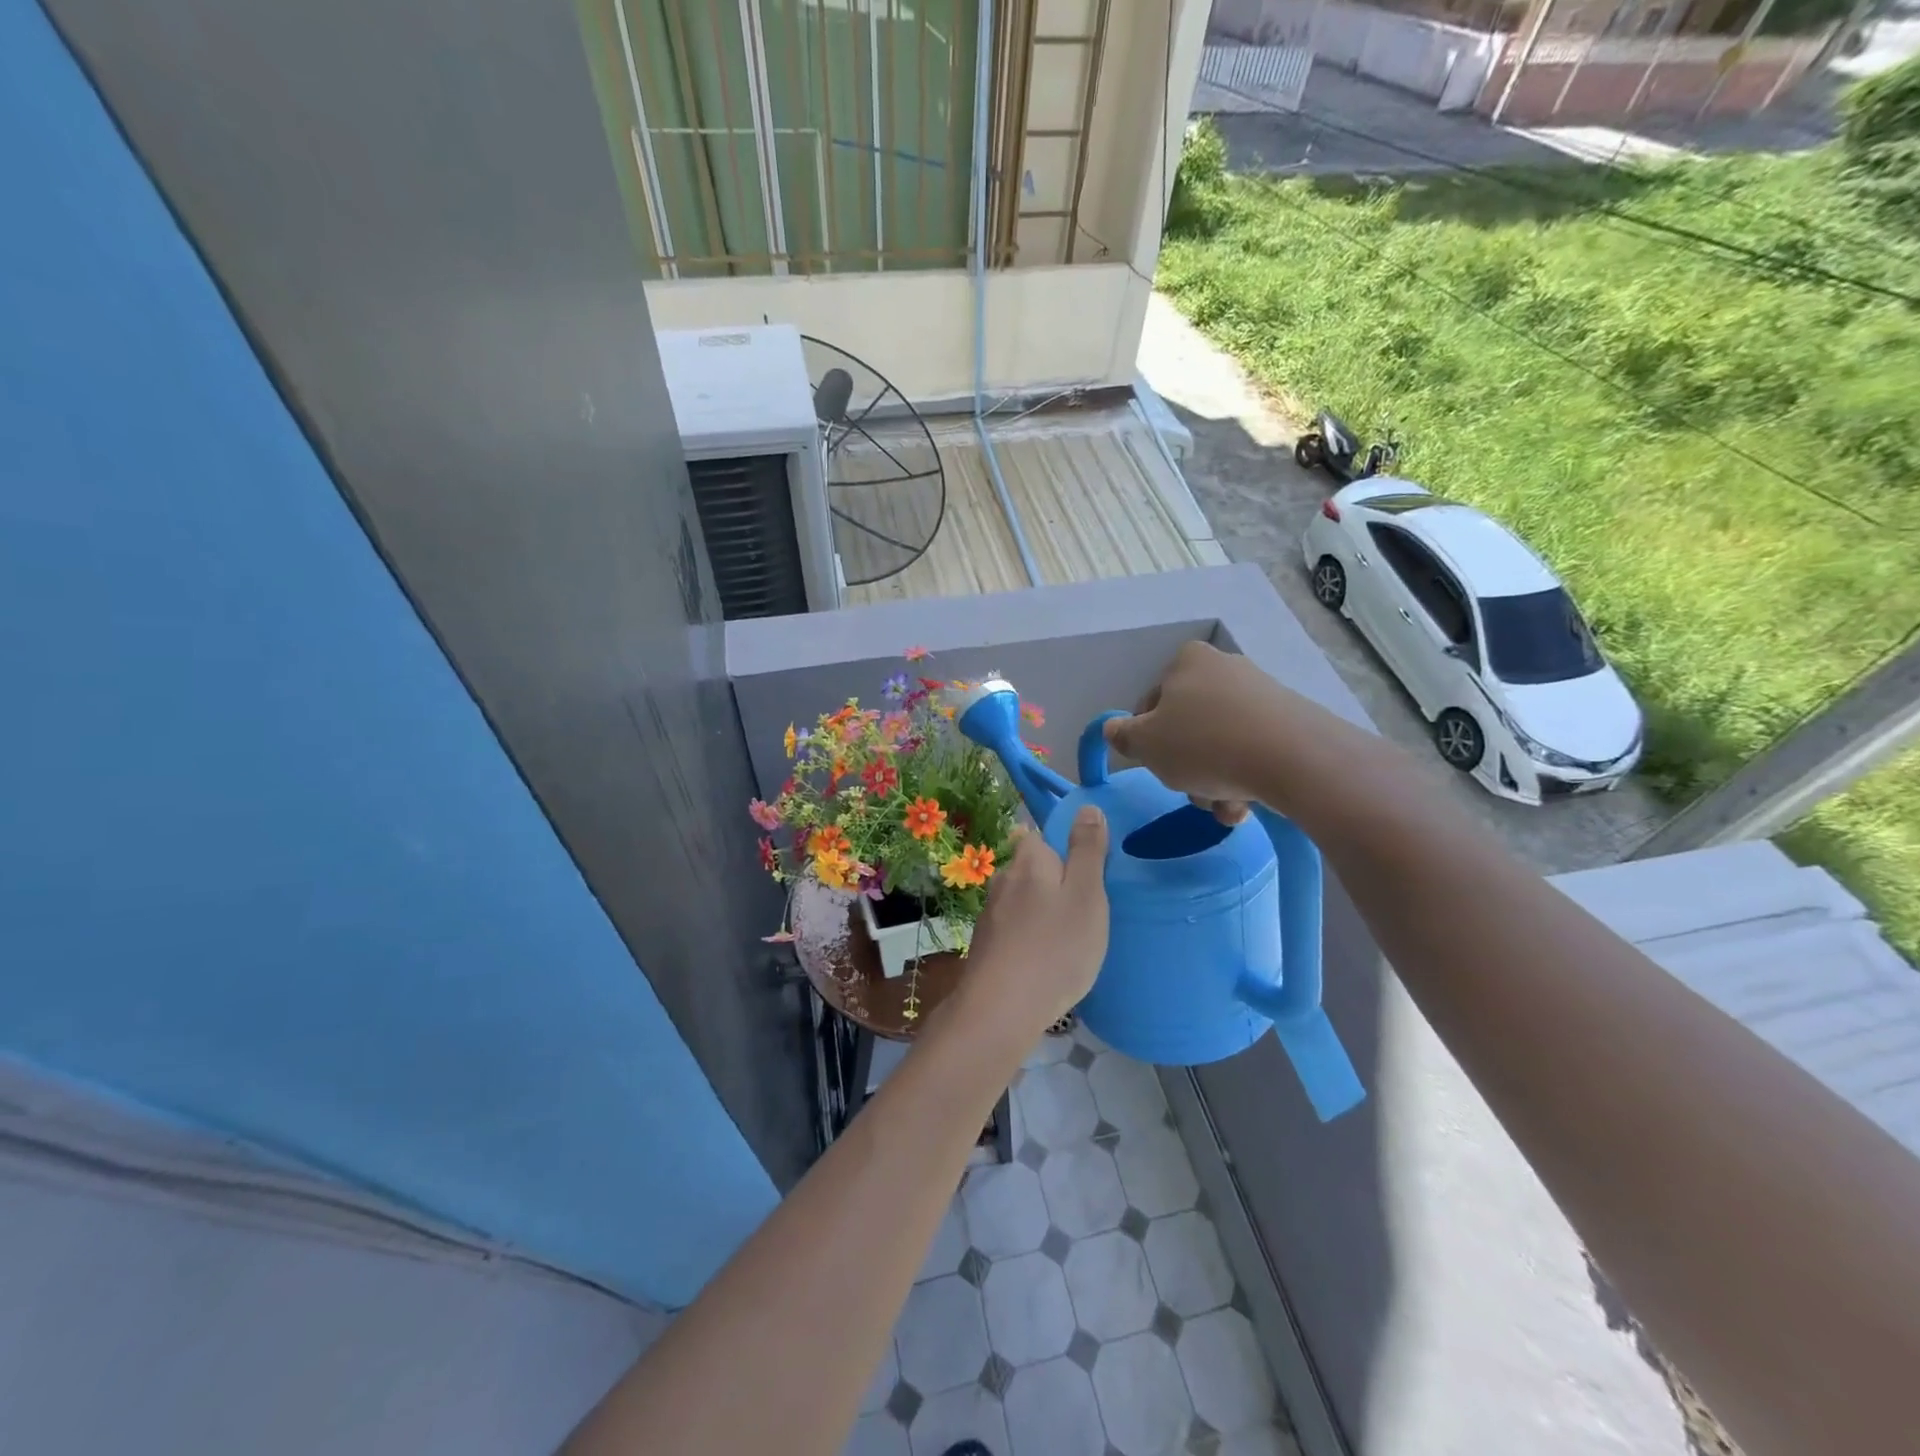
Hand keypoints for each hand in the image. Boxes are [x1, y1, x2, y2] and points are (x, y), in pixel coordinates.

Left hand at [961, 808, 1109, 1036]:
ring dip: (1042, 912)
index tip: (1088, 877)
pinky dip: (1030, 937)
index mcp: (1029, 860)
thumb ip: (1087, 850)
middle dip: (1055, 883)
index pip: (1043, 836)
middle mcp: (1003, 879)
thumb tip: (1086, 807)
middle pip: (1033, 868)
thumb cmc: (1055, 947)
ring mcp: (990, 913)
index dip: (1067, 850)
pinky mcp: (986, 944)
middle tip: (1085, 912)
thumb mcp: (1087, 895)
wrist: (1001, 1009)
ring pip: (1023, 900)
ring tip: (1068, 939)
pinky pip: (1015, 928)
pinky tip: (1045, 960)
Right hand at [1102, 640, 1357, 822]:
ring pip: (1220, 744)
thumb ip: (1122, 736)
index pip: (1150, 704)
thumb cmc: (1204, 744)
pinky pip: (1252, 751)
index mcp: (1187, 661)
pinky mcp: (1290, 720)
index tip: (1156, 766)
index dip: (1146, 740)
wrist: (1292, 758)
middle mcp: (1224, 668)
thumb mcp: (1146, 745)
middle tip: (1189, 790)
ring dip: (1213, 780)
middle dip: (1186, 766)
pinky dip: (1243, 778)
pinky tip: (1245, 804)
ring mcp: (1261, 693)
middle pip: (1188, 727)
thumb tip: (1114, 729)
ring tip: (1223, 806)